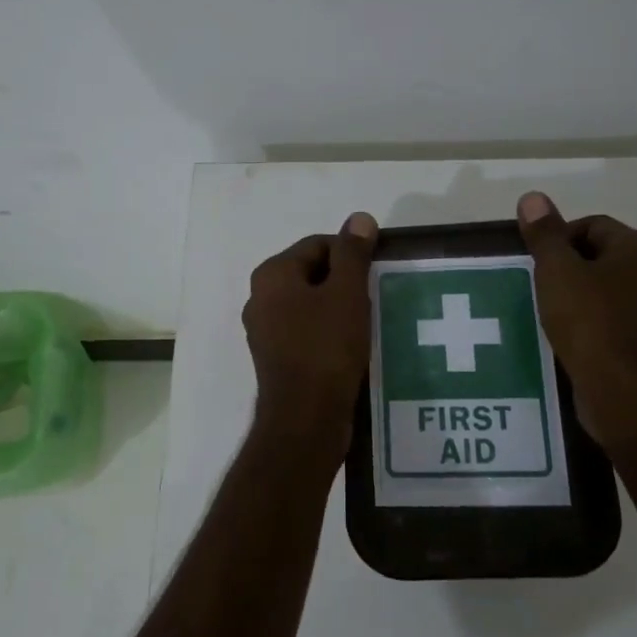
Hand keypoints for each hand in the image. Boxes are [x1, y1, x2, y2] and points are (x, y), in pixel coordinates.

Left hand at [243, 213, 378, 454]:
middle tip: (373, 297)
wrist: (306, 419)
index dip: (350, 253)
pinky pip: (307, 331)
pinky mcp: (277, 358)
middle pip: (312, 273)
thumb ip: (353, 253)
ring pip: (310, 304)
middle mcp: (260, 298)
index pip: (317, 245)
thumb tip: (359, 218)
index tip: (376, 272)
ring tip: (367, 322)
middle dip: (344, 282)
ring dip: (339, 308)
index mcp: (272, 275)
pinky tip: (352, 345)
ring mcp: (266, 331)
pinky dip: (329, 331)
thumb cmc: (326, 348)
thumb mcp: (347, 293)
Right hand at [517, 191, 636, 445]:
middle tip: (537, 284)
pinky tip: (563, 335)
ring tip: (545, 310)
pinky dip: (585, 320)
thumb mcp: (557, 271)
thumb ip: (545, 234)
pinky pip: (608, 317)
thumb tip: (533, 197)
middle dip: (565, 266)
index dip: (559, 237)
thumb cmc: (588, 321)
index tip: (535, 261)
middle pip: (599, 255)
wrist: (620, 390)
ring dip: (574, 295)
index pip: (593, 224)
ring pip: (603, 288)